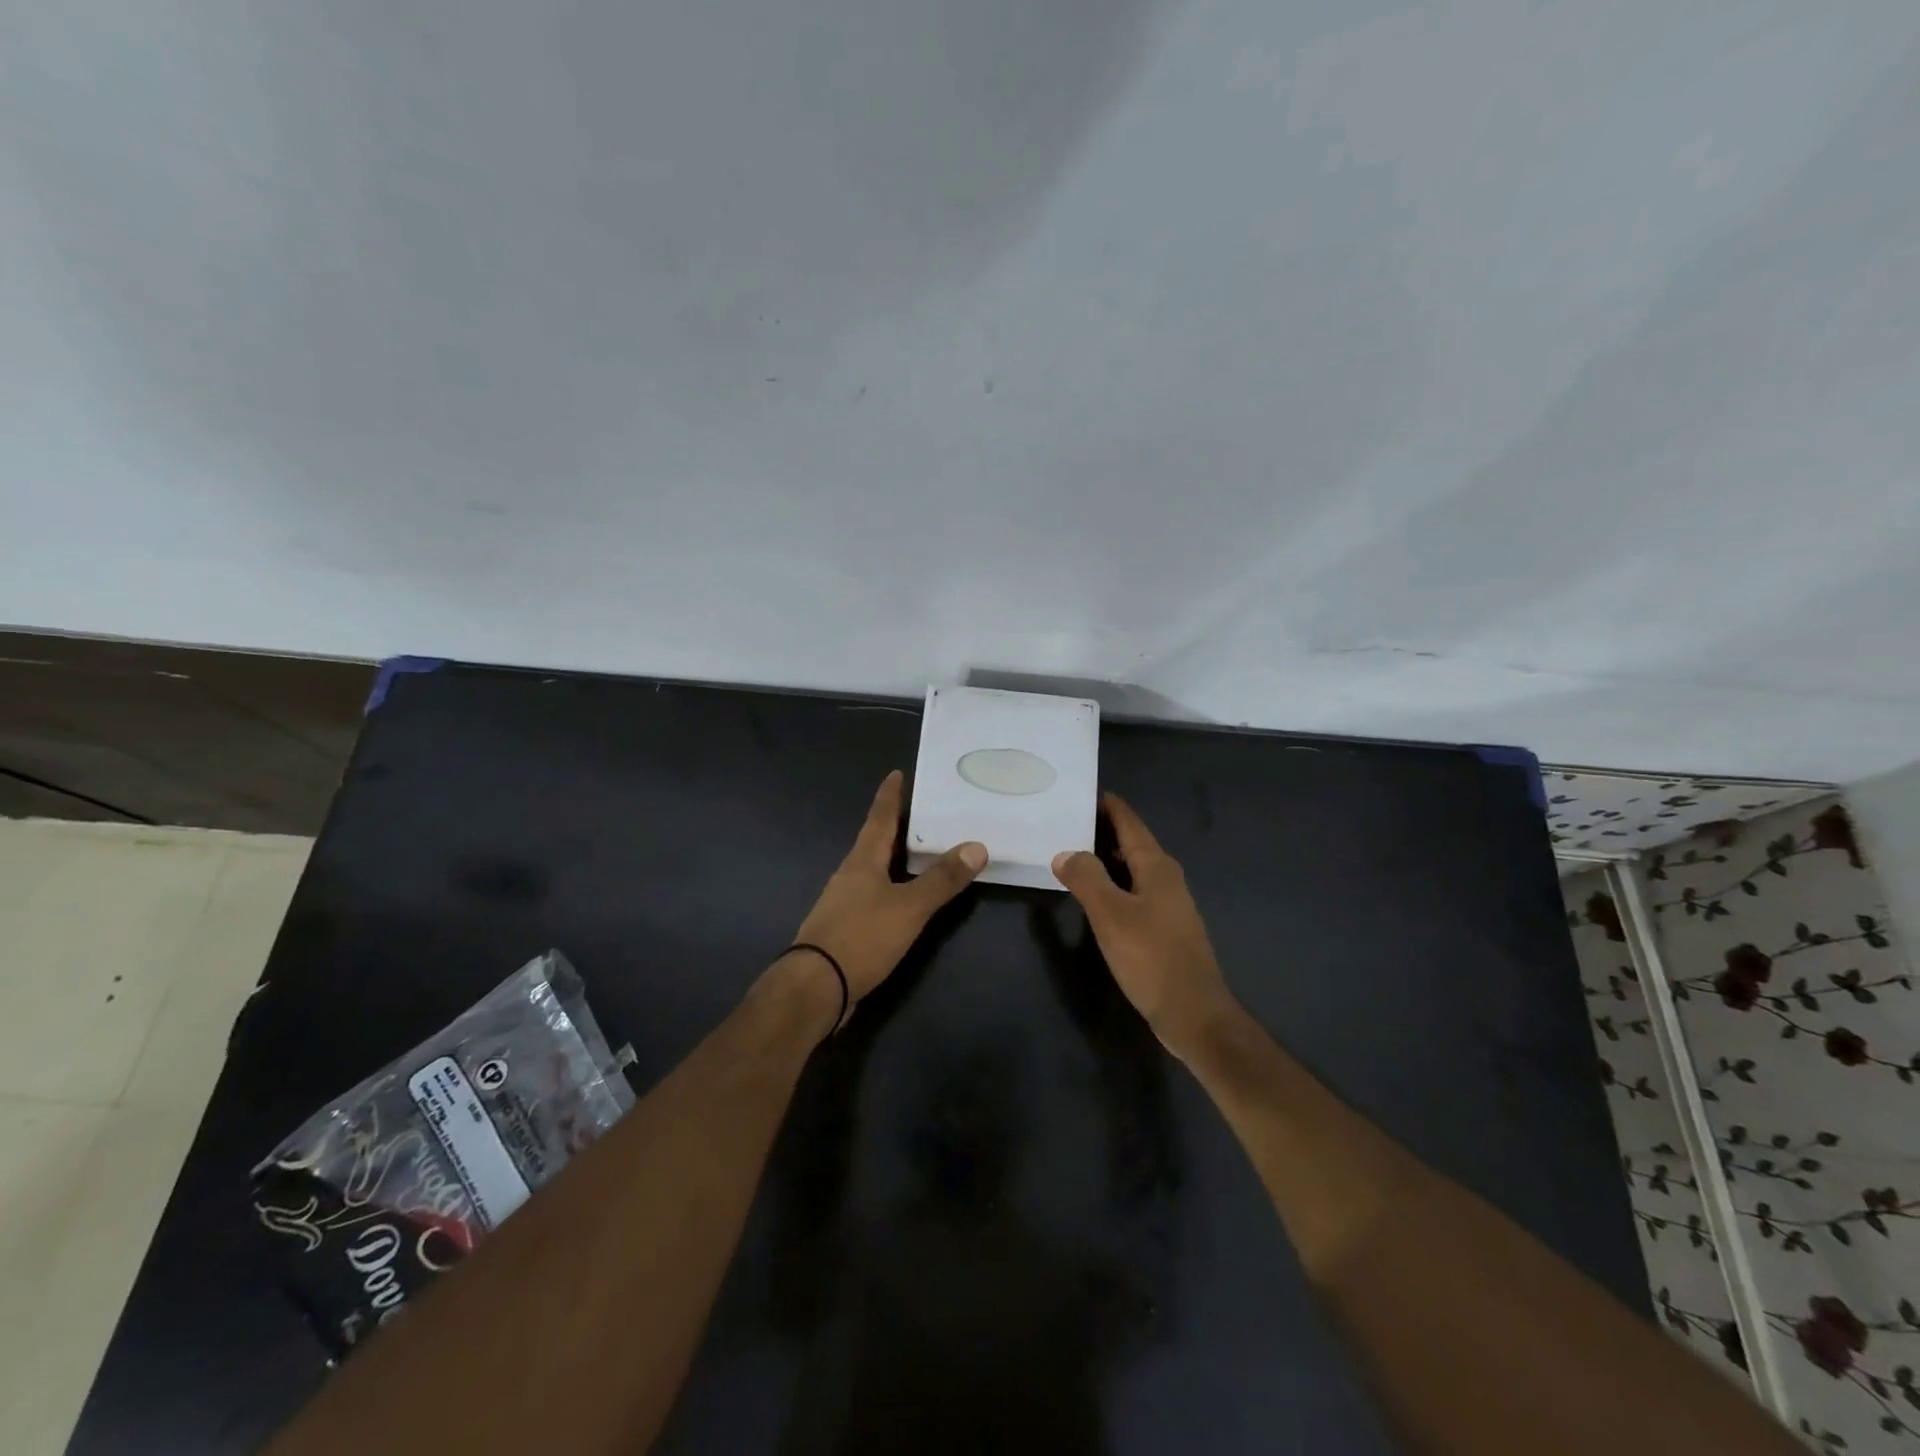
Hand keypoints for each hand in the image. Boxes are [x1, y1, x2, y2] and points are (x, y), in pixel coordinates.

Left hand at [786, 770, 986, 1027]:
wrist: (815, 988)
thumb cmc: (861, 937)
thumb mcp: (909, 907)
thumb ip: (942, 880)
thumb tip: (977, 846)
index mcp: (862, 861)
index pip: (879, 818)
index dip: (890, 796)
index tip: (897, 773)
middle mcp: (850, 874)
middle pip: (875, 841)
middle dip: (896, 826)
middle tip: (921, 811)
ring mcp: (844, 902)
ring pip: (873, 869)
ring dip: (894, 857)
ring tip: (919, 851)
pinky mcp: (845, 928)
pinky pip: (873, 895)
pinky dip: (892, 887)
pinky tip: (903, 897)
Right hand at [1052, 792, 1237, 1058]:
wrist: (1193, 1013)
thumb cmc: (1151, 958)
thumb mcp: (1111, 914)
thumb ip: (1086, 878)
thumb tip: (1065, 852)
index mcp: (1157, 867)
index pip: (1129, 822)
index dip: (1108, 805)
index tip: (1082, 791)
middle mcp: (1166, 878)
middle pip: (1132, 843)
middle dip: (1102, 830)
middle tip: (1066, 820)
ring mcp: (1168, 904)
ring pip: (1133, 868)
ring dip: (1106, 858)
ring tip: (1072, 852)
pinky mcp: (1164, 929)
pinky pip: (1134, 891)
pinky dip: (1113, 883)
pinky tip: (1094, 895)